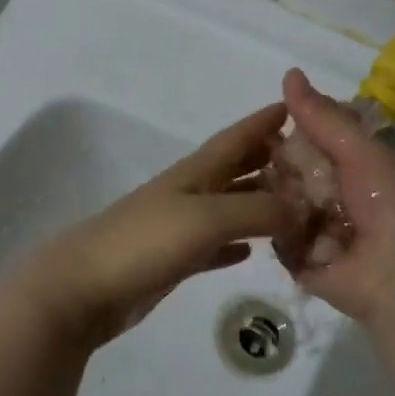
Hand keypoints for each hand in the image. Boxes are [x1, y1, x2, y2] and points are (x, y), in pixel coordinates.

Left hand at [11, 104, 298, 345]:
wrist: (84, 288)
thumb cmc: (145, 242)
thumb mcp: (208, 217)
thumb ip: (258, 210)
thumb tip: (302, 210)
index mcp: (195, 173)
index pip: (236, 138)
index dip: (263, 122)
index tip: (295, 106)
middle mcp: (189, 194)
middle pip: (235, 169)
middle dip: (268, 159)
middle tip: (310, 161)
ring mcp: (179, 228)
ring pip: (229, 207)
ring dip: (259, 203)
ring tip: (295, 206)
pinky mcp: (173, 261)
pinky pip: (214, 246)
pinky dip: (235, 244)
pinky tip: (251, 252)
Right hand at [280, 68, 394, 323]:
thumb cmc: (391, 204)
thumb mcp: (361, 151)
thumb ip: (323, 117)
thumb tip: (289, 72)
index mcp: (358, 167)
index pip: (315, 140)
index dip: (294, 131)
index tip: (269, 123)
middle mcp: (338, 196)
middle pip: (293, 172)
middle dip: (281, 167)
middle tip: (267, 163)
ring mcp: (320, 230)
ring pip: (281, 204)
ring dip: (280, 199)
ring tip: (280, 198)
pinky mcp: (305, 262)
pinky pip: (280, 239)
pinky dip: (281, 233)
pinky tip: (280, 226)